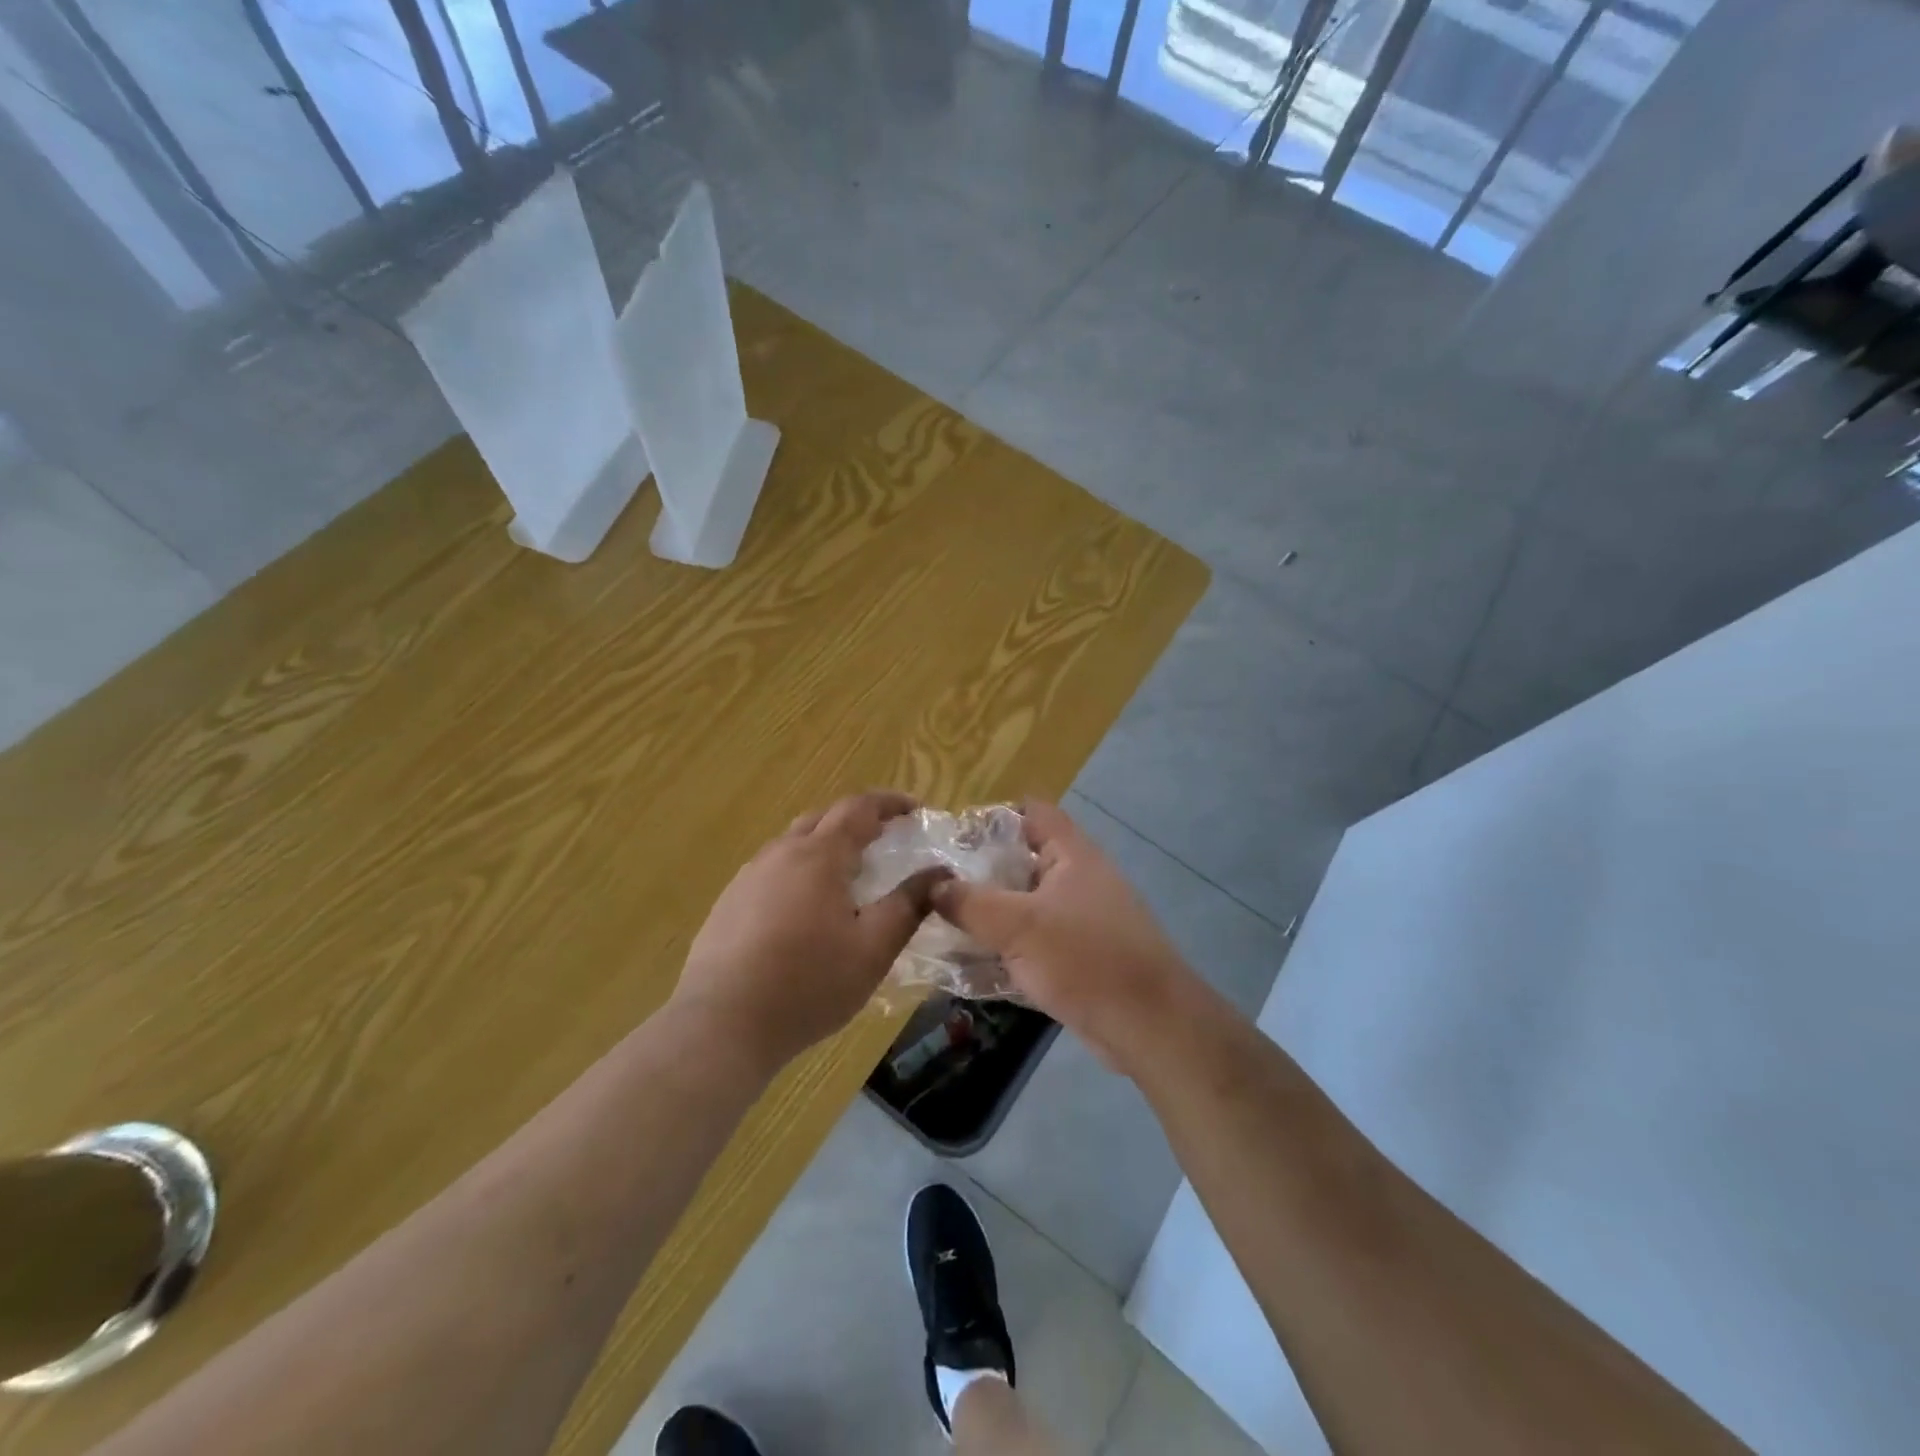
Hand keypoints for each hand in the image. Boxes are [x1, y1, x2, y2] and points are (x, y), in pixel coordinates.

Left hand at [671, 791, 945, 1073]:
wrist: (721, 1025)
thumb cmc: (808, 984)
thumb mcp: (873, 948)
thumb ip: (909, 905)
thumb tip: (940, 873)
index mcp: (819, 856)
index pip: (858, 808)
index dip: (889, 803)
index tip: (914, 809)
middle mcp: (780, 854)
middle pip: (822, 819)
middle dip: (857, 820)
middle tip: (885, 838)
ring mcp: (748, 877)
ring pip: (793, 844)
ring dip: (825, 846)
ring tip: (847, 875)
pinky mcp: (728, 904)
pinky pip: (771, 871)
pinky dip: (799, 872)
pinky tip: (804, 910)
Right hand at [930, 800, 1197, 1069]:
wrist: (1148, 1025)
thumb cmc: (1085, 959)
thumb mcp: (1018, 926)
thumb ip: (970, 903)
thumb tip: (931, 885)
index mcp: (1072, 854)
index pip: (1033, 812)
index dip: (994, 816)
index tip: (953, 836)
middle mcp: (1078, 879)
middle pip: (1023, 859)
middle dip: (981, 870)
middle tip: (936, 884)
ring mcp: (1080, 919)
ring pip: (1025, 904)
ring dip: (990, 913)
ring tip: (943, 922)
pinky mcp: (1079, 955)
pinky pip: (1034, 941)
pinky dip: (1006, 946)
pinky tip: (971, 963)